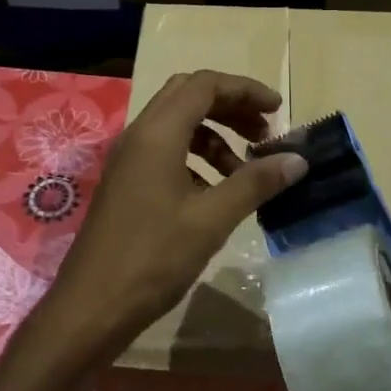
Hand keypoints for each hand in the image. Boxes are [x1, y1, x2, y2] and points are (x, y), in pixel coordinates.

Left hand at [37, 71, 307, 368]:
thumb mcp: (212, 219)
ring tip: (245, 170)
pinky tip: (214, 191)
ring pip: (176, 124)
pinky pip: (164, 150)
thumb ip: (255, 183)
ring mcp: (128, 158)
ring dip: (214, 135)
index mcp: (157, 133)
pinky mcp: (125, 181)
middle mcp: (139, 135)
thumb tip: (297, 160)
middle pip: (188, 96)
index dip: (245, 90)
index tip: (278, 110)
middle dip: (229, 107)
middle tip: (263, 132)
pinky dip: (195, 157)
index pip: (205, 85)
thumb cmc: (153, 258)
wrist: (92, 305)